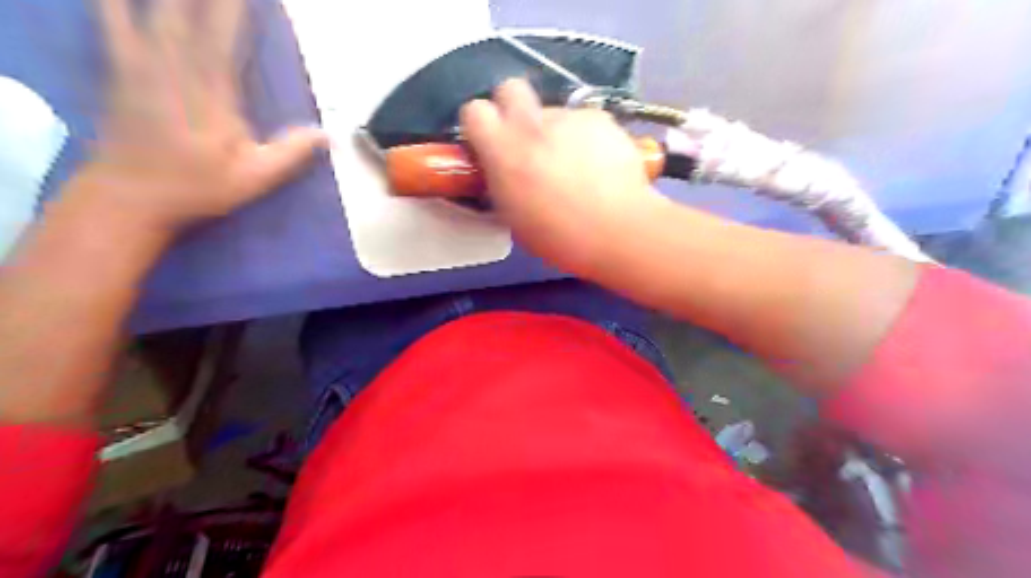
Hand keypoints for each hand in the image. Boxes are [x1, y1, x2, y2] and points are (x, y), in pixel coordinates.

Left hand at [68, 0, 325, 237]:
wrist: (131, 196)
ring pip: (154, 13)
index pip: (223, 35)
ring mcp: (141, 66)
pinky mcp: (120, 70)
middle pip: (186, 14)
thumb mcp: (254, 178)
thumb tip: (330, 135)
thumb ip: (290, 153)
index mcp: (211, 94)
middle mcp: (174, 70)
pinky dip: (113, 3)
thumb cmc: (198, 187)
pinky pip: (112, 24)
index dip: (233, 7)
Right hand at [462, 79, 667, 278]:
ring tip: (575, 164)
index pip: (474, 111)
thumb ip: (502, 183)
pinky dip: (586, 137)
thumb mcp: (514, 216)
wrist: (618, 229)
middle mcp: (532, 125)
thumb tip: (503, 171)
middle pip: (510, 88)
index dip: (479, 125)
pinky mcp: (600, 118)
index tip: (487, 143)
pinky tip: (599, 163)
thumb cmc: (561, 237)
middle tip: (524, 139)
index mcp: (504, 151)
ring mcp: (569, 118)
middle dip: (511, 107)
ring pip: (553, 112)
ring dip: (555, 132)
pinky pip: (584, 121)